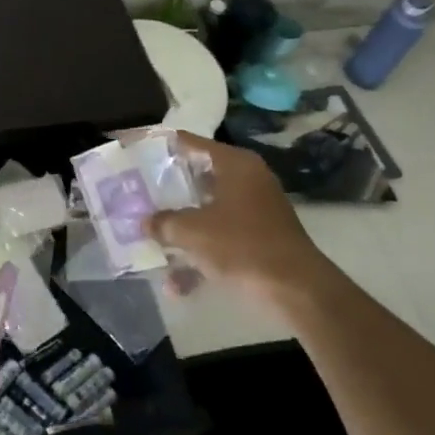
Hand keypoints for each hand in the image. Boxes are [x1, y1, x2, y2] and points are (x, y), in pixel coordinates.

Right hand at [145, 133, 324, 304]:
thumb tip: (145, 222)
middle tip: (137, 193)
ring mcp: (256, 211)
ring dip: (182, 231)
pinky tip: (177, 286)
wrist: (298, 291)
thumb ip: (164, 222)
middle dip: (167, 191)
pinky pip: (222, 240)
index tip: (135, 150)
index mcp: (234, 164)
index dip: (161, 146)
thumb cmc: (242, 245)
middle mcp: (247, 179)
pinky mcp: (261, 240)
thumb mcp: (193, 231)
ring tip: (150, 242)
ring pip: (208, 213)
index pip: (190, 143)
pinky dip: (201, 257)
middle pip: (197, 178)